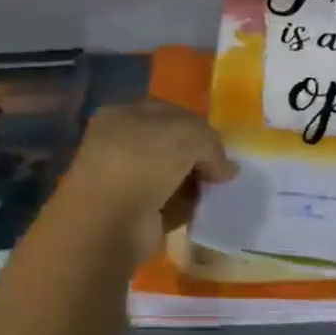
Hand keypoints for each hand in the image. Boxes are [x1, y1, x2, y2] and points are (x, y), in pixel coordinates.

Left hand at [64, 101, 238, 257]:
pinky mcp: (131, 212)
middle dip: (198, 157)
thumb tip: (226, 168)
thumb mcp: (188, 135)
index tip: (221, 146)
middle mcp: (120, 143)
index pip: (170, 112)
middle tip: (221, 172)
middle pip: (172, 145)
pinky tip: (199, 212)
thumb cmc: (143, 163)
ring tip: (215, 193)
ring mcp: (124, 179)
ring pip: (171, 175)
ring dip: (194, 183)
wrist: (109, 222)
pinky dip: (184, 208)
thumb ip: (212, 143)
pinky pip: (167, 204)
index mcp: (124, 114)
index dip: (199, 126)